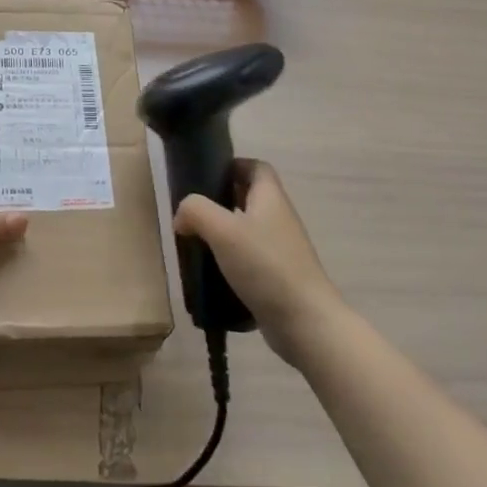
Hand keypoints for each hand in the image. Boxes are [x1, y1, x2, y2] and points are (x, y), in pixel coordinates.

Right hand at [174, 161, 346, 367]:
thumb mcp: (223, 230)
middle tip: (193, 213)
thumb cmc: (265, 265)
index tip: (205, 177)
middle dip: (220, 201)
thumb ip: (196, 211)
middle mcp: (279, 218)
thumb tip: (182, 216)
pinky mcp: (278, 276)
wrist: (304, 321)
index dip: (233, 165)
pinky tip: (212, 275)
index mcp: (271, 198)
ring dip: (223, 234)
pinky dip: (231, 262)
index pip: (256, 167)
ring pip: (248, 230)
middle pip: (250, 198)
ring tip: (196, 244)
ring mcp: (281, 250)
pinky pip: (250, 259)